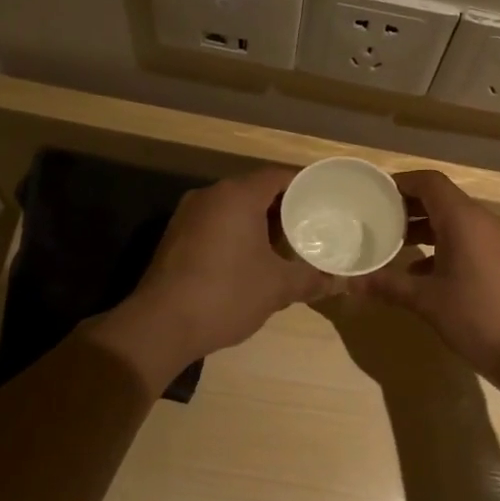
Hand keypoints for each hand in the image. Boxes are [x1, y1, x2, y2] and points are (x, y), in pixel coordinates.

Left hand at [96, 167, 334, 381]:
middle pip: (254, 189)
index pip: (278, 175)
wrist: (160, 325)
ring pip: (232, 207)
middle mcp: (210, 195)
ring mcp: (187, 214)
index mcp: (237, 196)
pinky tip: (249, 259)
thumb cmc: (226, 294)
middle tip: (309, 224)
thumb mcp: (277, 287)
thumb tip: (338, 282)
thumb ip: (310, 279)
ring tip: (284, 243)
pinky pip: (214, 223)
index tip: (324, 199)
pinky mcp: (175, 236)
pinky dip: (235, 232)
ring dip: (257, 221)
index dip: (303, 185)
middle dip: (282, 205)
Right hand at [354, 170, 499, 388]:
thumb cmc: (480, 317)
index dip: (400, 183)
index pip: (429, 182)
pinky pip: (469, 242)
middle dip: (408, 208)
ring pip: (455, 223)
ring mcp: (498, 242)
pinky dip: (443, 248)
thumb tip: (350, 283)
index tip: (372, 195)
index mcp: (464, 219)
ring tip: (393, 247)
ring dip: (425, 230)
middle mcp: (483, 222)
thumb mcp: (428, 302)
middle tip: (375, 221)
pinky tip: (422, 276)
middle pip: (442, 200)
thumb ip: (389, 286)